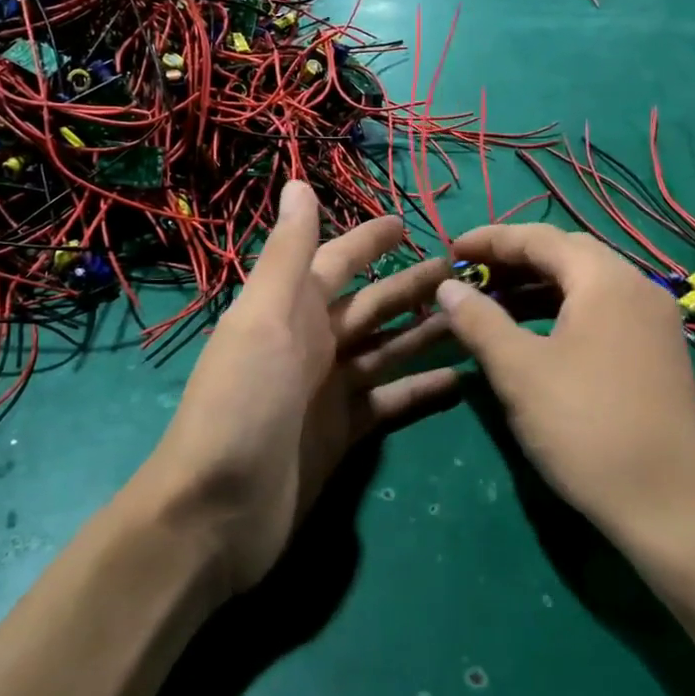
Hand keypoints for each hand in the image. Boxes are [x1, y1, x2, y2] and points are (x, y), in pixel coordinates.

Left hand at [140, 182, 456, 594]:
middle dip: (413, 286)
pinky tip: (463, 381)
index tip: (410, 222)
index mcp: (291, 311)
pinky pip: (392, 401)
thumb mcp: (263, 319)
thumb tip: (297, 183)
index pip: (337, 261)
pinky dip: (422, 390)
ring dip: (427, 332)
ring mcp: (329, 390)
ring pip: (388, 349)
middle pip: (373, 305)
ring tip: (478, 319)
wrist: (217, 512)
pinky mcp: (345, 433)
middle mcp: (312, 344)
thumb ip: (287, 255)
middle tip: (467, 273)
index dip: (369, 240)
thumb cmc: (240, 404)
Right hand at [434, 224, 694, 549]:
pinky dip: (562, 311)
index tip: (450, 249)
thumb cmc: (585, 427)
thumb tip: (447, 287)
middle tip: (470, 277)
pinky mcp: (658, 351)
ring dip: (537, 287)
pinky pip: (602, 311)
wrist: (669, 504)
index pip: (539, 237)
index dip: (490, 240)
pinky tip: (536, 336)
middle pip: (567, 255)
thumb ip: (479, 320)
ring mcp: (654, 320)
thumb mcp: (519, 371)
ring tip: (493, 306)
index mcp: (606, 279)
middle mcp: (637, 287)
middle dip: (514, 261)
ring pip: (586, 285)